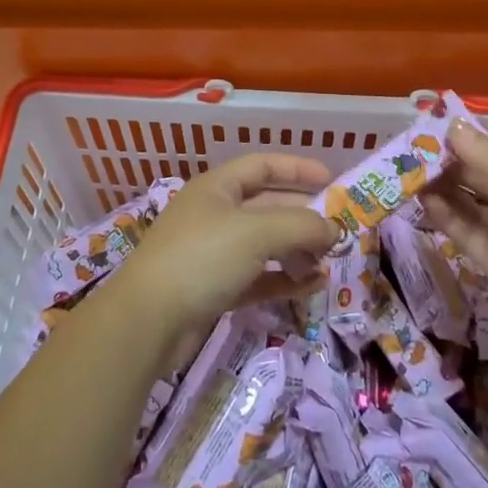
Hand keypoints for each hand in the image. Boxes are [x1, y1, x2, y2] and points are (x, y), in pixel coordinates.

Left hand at [116, 154, 339, 343]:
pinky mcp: (214, 289)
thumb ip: (301, 225)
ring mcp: (212, 254)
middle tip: (338, 229)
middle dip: (303, 216)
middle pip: (267, 206)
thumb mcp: (257, 232)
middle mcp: (214, 215)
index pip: (262, 166)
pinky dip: (283, 279)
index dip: (297, 169)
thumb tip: (333, 229)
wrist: (148, 321)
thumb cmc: (202, 258)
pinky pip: (257, 277)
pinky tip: (311, 286)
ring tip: (327, 261)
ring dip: (297, 250)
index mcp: (217, 188)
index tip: (332, 180)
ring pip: (264, 244)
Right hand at [422, 120, 487, 371]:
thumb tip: (452, 128)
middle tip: (408, 148)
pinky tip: (421, 199)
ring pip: (467, 198)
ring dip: (440, 184)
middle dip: (447, 157)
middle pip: (479, 169)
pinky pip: (463, 230)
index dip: (469, 132)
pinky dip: (443, 214)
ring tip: (405, 171)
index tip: (431, 123)